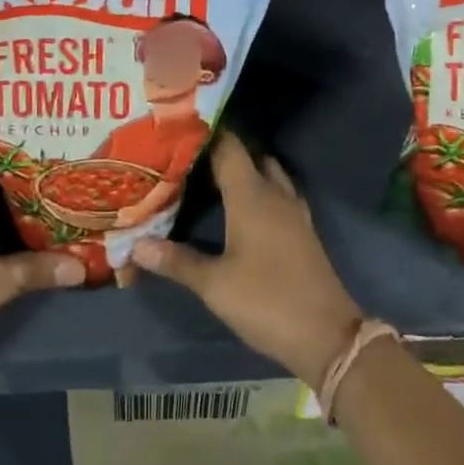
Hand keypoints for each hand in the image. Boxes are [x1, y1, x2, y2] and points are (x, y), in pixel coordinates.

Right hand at [130, 132, 362, 386]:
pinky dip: (259, 190)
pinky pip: (278, 193)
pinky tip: (240, 208)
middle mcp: (274, 193)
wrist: (328, 336)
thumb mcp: (215, 286)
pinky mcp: (302, 229)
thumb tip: (136, 245)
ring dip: (244, 170)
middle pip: (248, 155)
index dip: (205, 132)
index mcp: (251, 194)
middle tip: (188, 156)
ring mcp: (293, 210)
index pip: (228, 145)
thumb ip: (176, 261)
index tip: (177, 129)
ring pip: (267, 173)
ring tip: (211, 178)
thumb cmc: (267, 301)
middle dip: (221, 150)